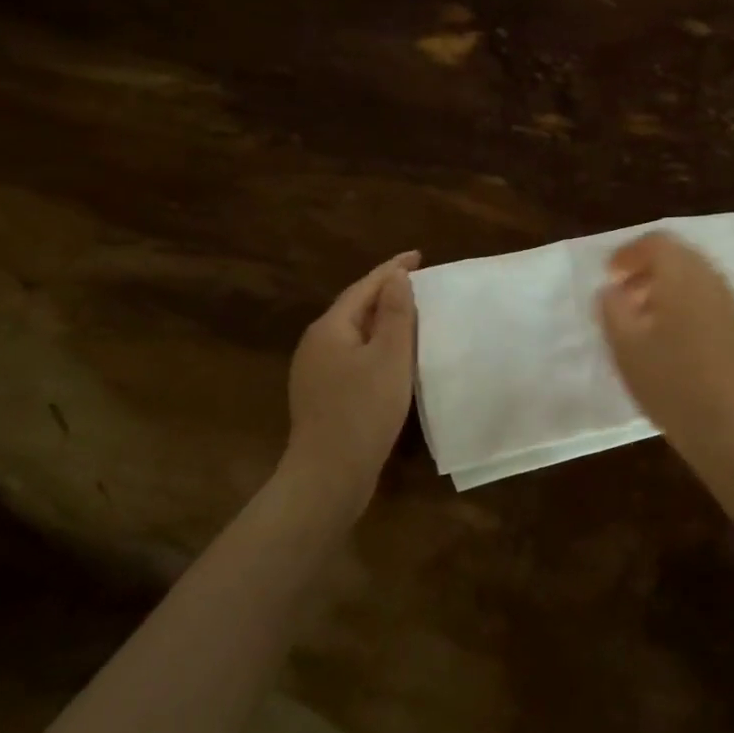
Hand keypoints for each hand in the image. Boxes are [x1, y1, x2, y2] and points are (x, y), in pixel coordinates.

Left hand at [281, 250, 420, 507]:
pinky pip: (353, 357)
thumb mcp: (389, 357)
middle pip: (355, 308)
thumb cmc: (363, 410)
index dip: (392, 269)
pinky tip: (392, 359)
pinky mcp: (323, 396)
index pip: (364, 287)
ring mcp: (315, 372)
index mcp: (330, 328)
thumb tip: (395, 276)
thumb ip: (395, 313)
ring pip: (354, 334)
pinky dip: (375, 347)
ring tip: (410, 316)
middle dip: (385, 293)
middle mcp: (316, 344)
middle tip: (418, 283)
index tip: (418, 256)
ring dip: (381, 321)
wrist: (328, 476)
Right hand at [596, 232, 733, 462]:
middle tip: (624, 294)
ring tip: (643, 319)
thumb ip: (612, 308)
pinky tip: (672, 339)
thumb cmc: (671, 384)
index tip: (609, 275)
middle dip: (648, 268)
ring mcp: (732, 305)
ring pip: (695, 279)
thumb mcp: (625, 347)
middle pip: (679, 256)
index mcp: (683, 277)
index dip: (628, 253)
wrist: (732, 428)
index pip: (657, 242)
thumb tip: (611, 289)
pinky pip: (709, 300)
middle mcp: (712, 281)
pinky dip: (686, 304)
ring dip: (667, 288)